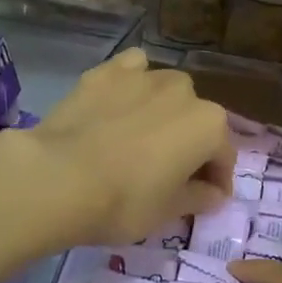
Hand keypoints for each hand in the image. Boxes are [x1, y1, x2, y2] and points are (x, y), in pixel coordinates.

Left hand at [11, 50, 233, 247]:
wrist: (58, 178)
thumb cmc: (124, 202)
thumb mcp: (168, 212)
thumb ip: (198, 198)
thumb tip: (214, 193)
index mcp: (209, 125)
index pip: (223, 156)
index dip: (216, 181)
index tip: (206, 199)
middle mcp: (184, 92)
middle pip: (196, 120)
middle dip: (190, 144)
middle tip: (169, 173)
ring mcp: (144, 76)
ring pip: (167, 92)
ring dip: (164, 112)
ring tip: (141, 137)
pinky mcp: (106, 71)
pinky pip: (132, 70)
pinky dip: (133, 83)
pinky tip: (121, 101)